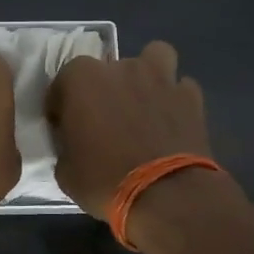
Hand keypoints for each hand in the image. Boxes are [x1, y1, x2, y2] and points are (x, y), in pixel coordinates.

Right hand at [45, 41, 211, 218]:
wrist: (167, 196)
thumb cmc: (105, 181)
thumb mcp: (66, 172)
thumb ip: (67, 145)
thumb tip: (74, 144)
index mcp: (82, 79)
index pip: (62, 82)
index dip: (62, 105)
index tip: (65, 128)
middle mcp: (120, 68)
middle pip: (106, 69)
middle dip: (103, 89)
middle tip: (104, 121)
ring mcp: (159, 78)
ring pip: (153, 57)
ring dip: (146, 75)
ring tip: (143, 102)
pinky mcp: (191, 96)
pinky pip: (180, 87)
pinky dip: (174, 99)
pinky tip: (171, 120)